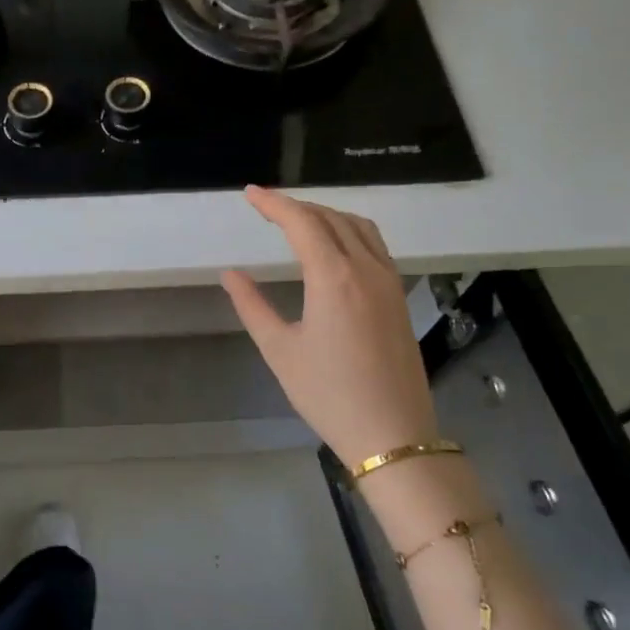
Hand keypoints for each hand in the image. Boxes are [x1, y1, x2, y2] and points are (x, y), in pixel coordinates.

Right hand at [222, 186, 438, 469]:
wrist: (392, 435)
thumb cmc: (328, 394)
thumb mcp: (280, 350)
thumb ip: (252, 306)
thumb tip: (230, 274)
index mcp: (334, 278)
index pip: (302, 223)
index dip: (274, 203)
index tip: (250, 194)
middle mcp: (366, 269)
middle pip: (330, 218)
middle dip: (296, 206)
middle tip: (266, 206)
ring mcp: (389, 281)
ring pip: (358, 227)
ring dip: (326, 214)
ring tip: (298, 219)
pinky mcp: (399, 297)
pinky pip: (375, 245)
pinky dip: (349, 231)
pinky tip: (335, 246)